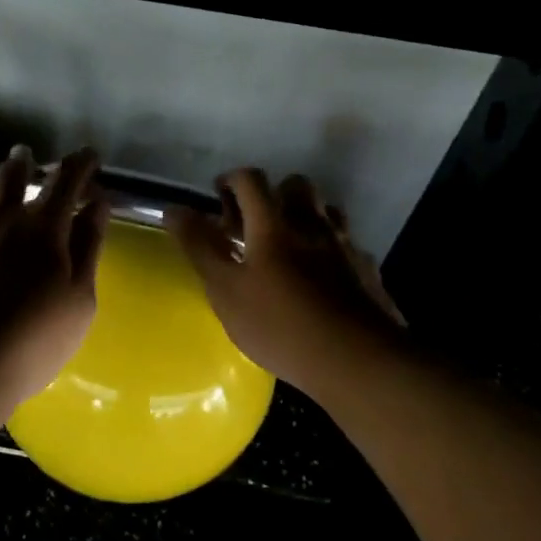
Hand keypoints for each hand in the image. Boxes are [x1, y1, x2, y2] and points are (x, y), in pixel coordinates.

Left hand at [0, 146, 109, 407]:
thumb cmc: (32, 341)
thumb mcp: (78, 299)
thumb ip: (88, 246)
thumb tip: (97, 203)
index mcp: (42, 228)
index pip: (66, 179)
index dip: (80, 163)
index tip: (89, 155)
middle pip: (10, 176)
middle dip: (24, 163)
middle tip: (28, 158)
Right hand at [167, 169, 404, 398]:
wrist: (356, 360)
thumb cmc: (279, 325)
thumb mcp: (225, 290)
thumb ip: (199, 247)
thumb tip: (173, 209)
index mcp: (273, 225)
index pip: (251, 180)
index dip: (231, 180)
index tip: (217, 196)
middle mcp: (312, 224)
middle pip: (295, 185)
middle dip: (272, 194)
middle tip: (254, 224)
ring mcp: (344, 246)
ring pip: (326, 210)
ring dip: (304, 216)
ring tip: (288, 246)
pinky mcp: (366, 270)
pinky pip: (347, 244)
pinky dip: (330, 248)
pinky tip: (322, 275)